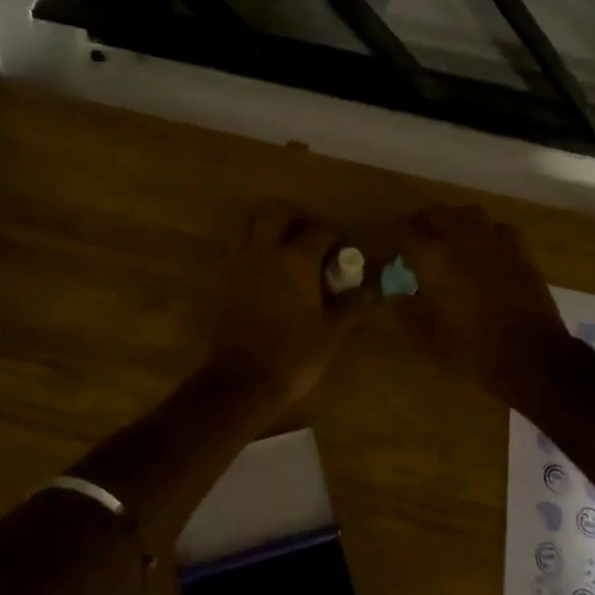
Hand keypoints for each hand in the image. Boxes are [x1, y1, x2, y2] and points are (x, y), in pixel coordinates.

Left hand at [205, 202, 363, 403]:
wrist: (243, 381)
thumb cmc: (294, 355)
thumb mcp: (332, 332)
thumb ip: (351, 304)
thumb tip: (369, 288)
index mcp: (296, 260)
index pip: (320, 230)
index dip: (336, 236)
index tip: (346, 250)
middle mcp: (265, 251)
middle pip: (277, 213)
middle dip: (296, 218)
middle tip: (311, 237)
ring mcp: (240, 263)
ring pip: (250, 224)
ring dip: (269, 226)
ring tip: (286, 246)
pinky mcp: (225, 279)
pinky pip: (237, 247)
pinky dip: (252, 246)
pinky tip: (267, 268)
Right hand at [388, 204, 570, 403]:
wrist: (530, 356)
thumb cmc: (470, 348)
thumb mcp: (425, 337)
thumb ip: (404, 310)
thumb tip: (392, 294)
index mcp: (432, 256)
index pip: (402, 230)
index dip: (392, 237)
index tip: (389, 248)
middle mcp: (461, 237)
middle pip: (435, 212)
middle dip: (421, 223)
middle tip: (415, 242)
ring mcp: (494, 240)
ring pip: (468, 213)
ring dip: (454, 220)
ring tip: (449, 237)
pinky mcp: (520, 250)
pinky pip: (498, 228)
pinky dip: (486, 233)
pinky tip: (485, 248)